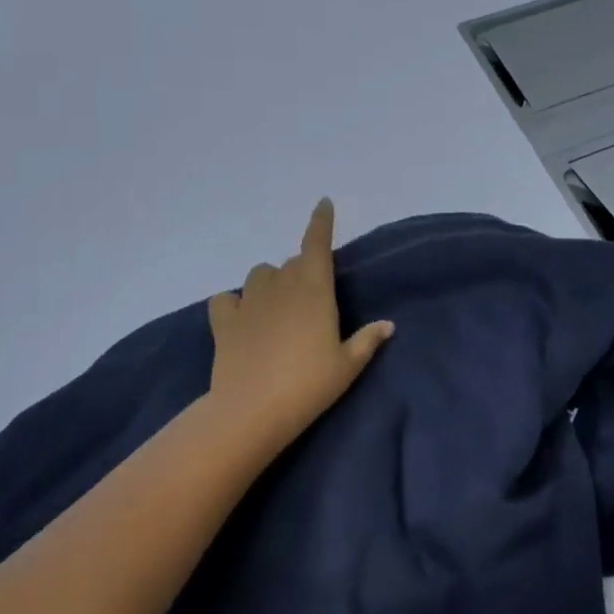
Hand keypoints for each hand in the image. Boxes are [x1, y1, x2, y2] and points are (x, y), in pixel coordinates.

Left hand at [206, 199, 393, 452]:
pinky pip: (226, 299)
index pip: (317, 243)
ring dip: (271, 282)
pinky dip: (234, 303)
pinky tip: (241, 318)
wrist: (251, 411)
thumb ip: (367, 341)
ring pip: (260, 274)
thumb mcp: (347, 366)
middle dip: (303, 269)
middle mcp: (282, 286)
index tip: (324, 203)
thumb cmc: (309, 385)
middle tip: (311, 297)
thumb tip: (388, 325)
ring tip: (277, 305)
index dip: (321, 221)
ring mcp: (249, 302)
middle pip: (293, 262)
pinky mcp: (224, 321)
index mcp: (315, 289)